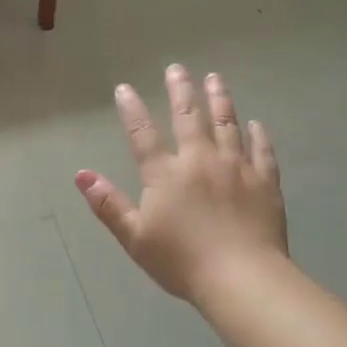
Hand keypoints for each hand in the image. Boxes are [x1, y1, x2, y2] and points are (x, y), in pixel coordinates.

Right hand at [75, 65, 287, 303]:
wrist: (242, 278)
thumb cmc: (181, 261)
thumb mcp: (134, 237)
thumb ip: (108, 204)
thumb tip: (81, 174)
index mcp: (166, 175)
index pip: (143, 134)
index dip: (132, 109)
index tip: (124, 88)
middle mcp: (200, 161)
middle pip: (189, 117)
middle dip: (181, 91)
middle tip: (177, 68)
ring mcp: (236, 168)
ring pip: (227, 124)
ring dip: (220, 99)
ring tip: (215, 79)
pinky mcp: (265, 182)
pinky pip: (261, 151)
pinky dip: (258, 135)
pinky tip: (256, 124)